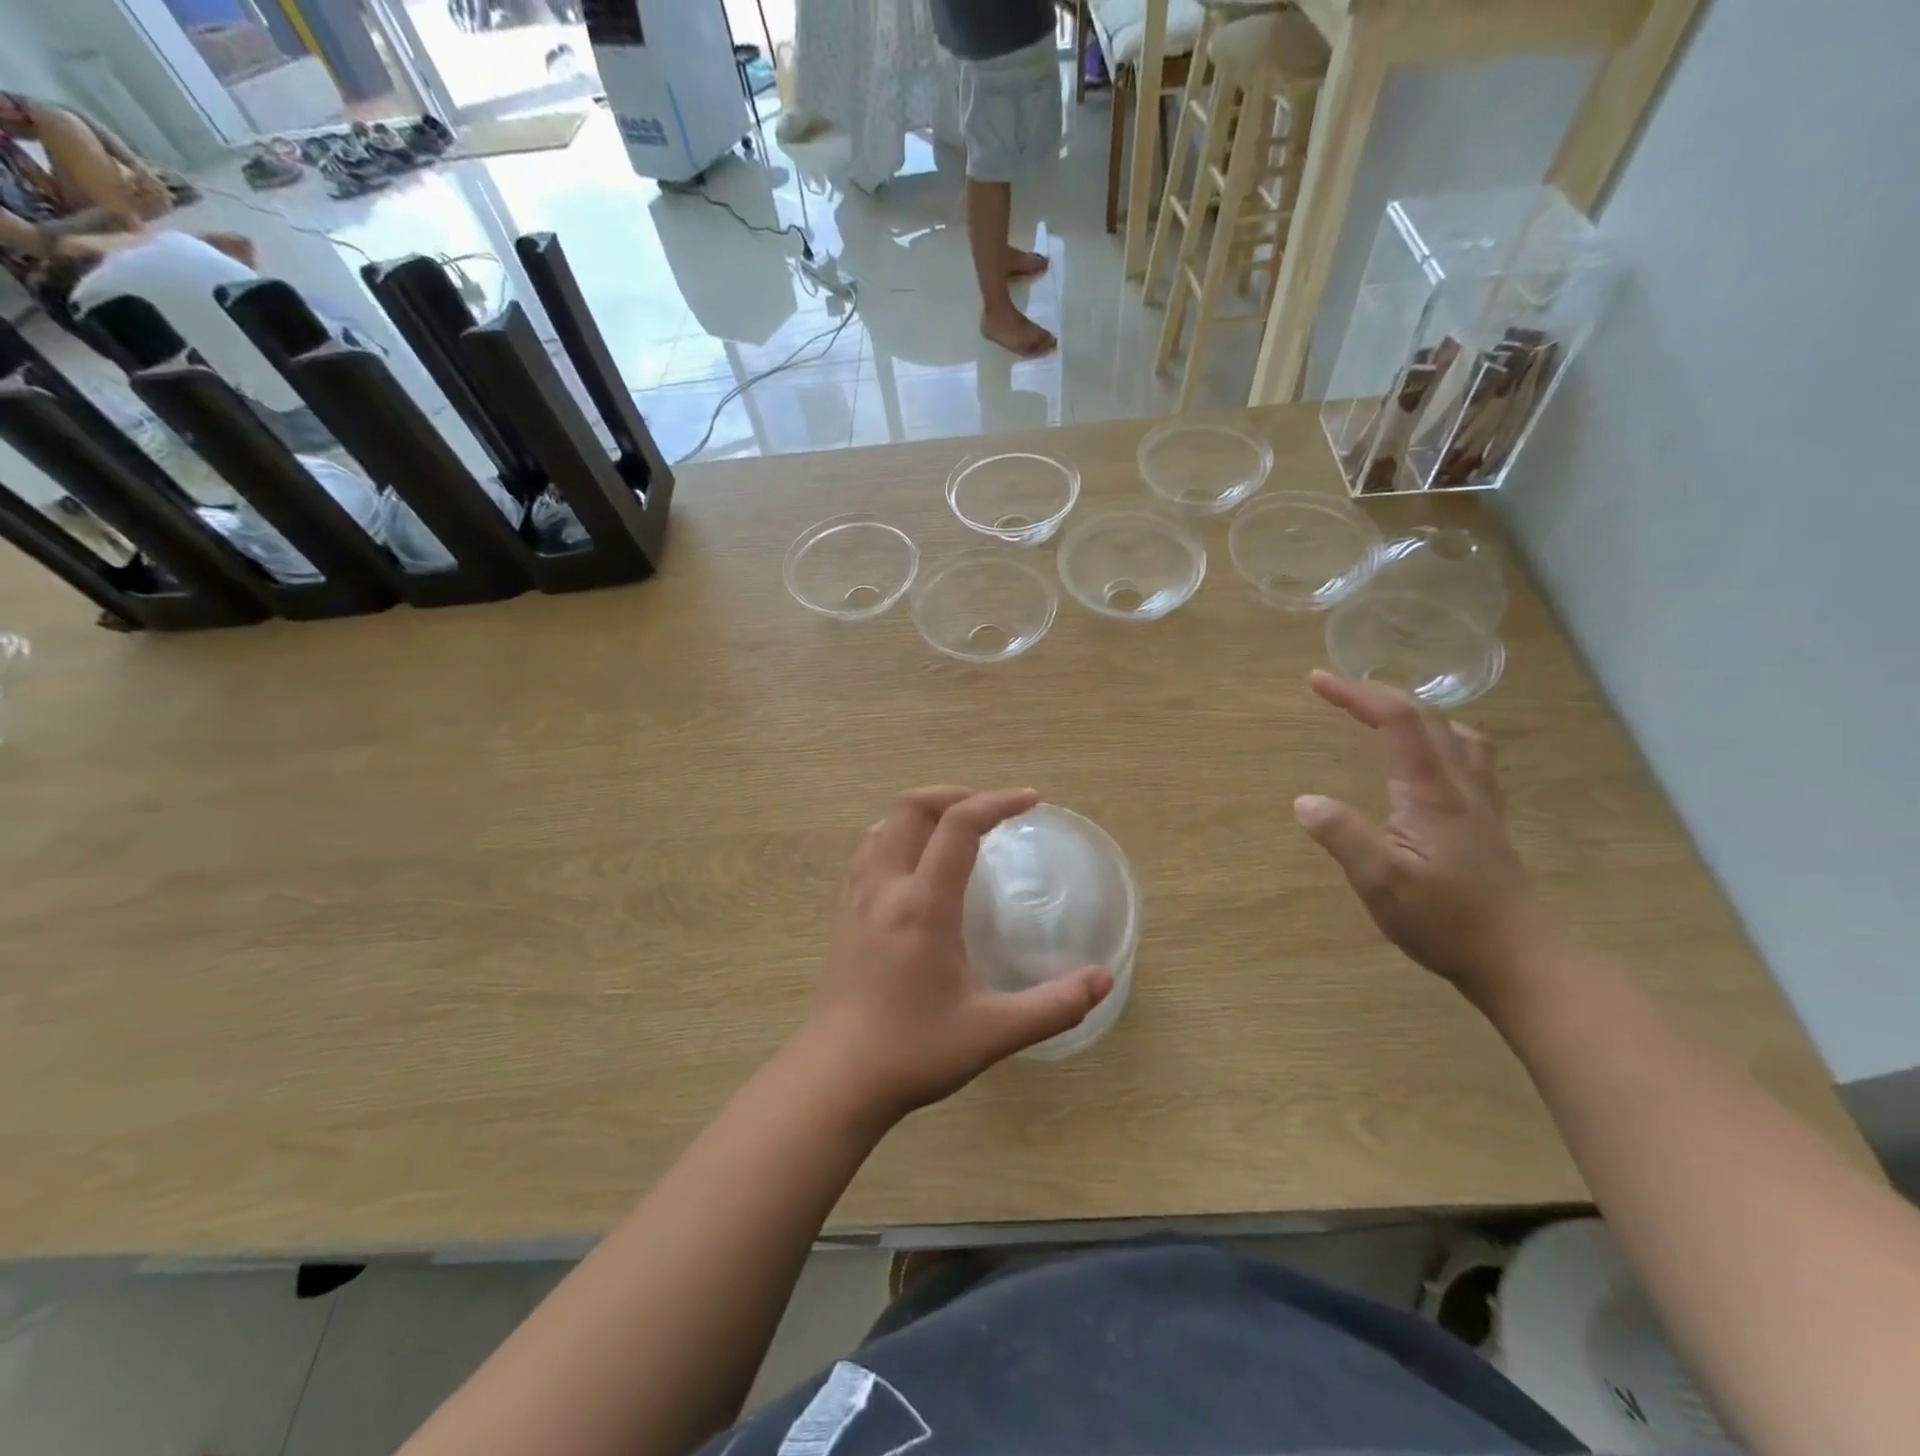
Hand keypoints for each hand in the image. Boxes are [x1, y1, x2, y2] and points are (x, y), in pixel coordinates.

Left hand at [803, 786, 1113, 1123]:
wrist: (836, 1080)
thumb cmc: (914, 1052)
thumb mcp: (993, 1032)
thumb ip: (1053, 1005)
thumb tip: (1104, 979)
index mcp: (923, 905)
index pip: (958, 826)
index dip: (996, 802)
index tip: (1030, 800)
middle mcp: (886, 887)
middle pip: (911, 807)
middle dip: (955, 794)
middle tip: (992, 809)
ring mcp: (857, 898)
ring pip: (883, 825)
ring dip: (921, 812)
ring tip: (955, 828)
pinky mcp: (842, 915)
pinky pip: (867, 852)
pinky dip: (895, 835)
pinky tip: (914, 865)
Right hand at [1294, 671, 1553, 1002]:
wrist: (1519, 959)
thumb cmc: (1446, 919)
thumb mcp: (1381, 880)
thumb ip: (1342, 835)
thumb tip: (1305, 800)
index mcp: (1432, 791)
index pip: (1397, 721)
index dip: (1356, 694)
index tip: (1316, 681)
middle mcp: (1460, 785)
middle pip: (1427, 719)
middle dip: (1378, 697)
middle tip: (1337, 696)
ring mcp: (1479, 804)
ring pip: (1457, 737)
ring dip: (1417, 718)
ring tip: (1385, 723)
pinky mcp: (1485, 825)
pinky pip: (1467, 762)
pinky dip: (1440, 744)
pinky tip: (1428, 769)